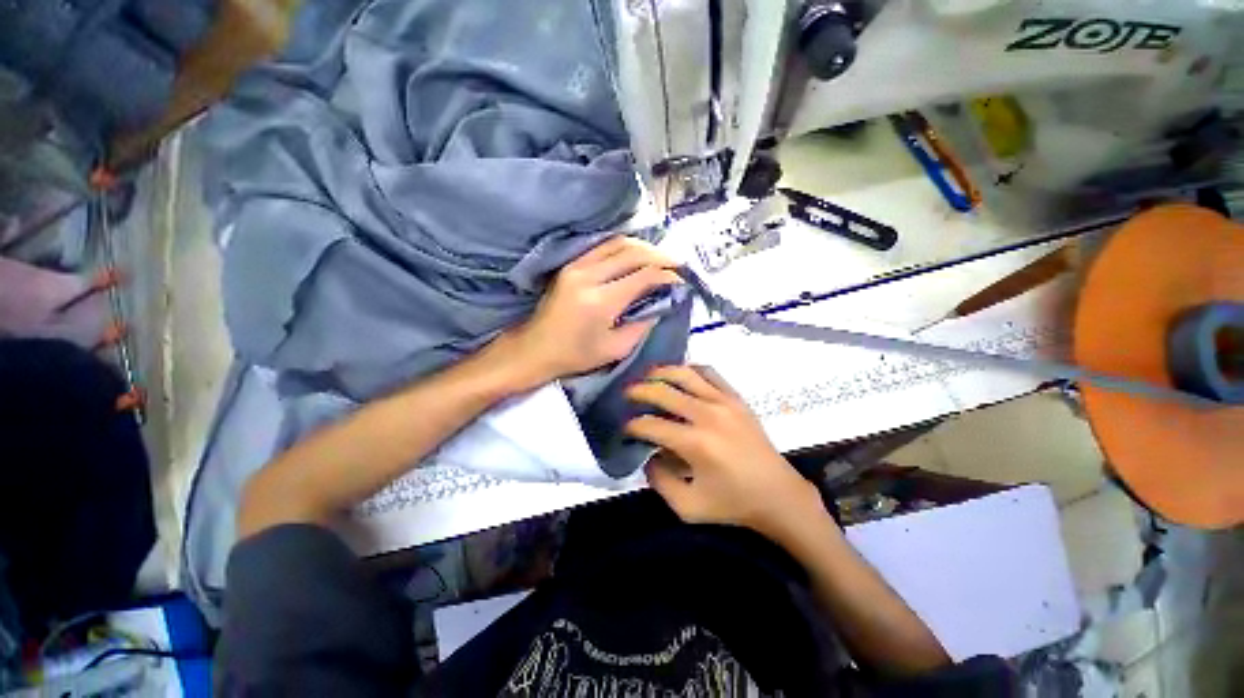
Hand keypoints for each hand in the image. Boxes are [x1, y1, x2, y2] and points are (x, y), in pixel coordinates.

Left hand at [499, 237, 681, 388]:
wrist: (536, 348)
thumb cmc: (576, 355)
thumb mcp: (615, 349)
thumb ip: (642, 325)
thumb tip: (661, 304)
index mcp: (601, 301)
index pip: (642, 276)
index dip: (666, 275)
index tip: (680, 280)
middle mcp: (589, 276)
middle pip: (632, 253)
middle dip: (659, 256)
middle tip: (676, 264)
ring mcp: (576, 267)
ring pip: (617, 243)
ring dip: (643, 247)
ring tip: (659, 257)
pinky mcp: (570, 265)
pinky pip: (602, 247)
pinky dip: (624, 247)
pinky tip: (635, 255)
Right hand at [624, 365, 828, 541]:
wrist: (779, 495)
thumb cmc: (733, 504)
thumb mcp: (688, 507)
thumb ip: (659, 481)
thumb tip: (648, 455)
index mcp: (695, 443)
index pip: (651, 425)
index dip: (633, 426)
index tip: (625, 428)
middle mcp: (707, 414)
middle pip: (663, 391)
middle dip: (639, 391)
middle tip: (626, 394)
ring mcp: (724, 401)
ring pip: (685, 374)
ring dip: (661, 372)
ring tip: (648, 376)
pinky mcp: (736, 398)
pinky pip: (709, 373)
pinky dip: (690, 370)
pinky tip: (681, 377)